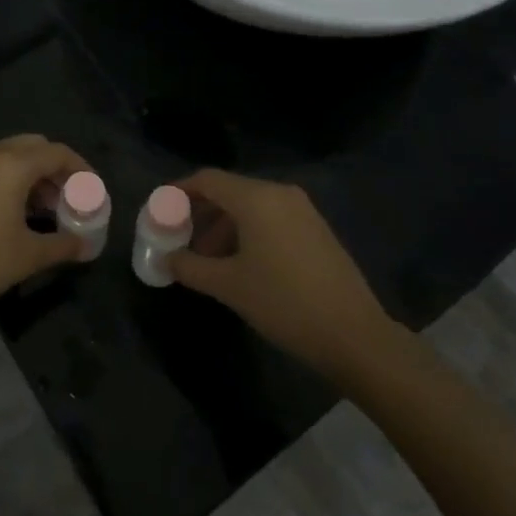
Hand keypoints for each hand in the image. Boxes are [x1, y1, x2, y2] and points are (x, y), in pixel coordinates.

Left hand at [0, 135, 92, 339]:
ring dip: (32, 175)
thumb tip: (87, 247)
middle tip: (69, 200)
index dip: (81, 170)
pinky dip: (9, 181)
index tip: (93, 192)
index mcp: (10, 165)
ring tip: (46, 211)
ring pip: (9, 156)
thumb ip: (63, 245)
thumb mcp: (27, 256)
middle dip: (56, 169)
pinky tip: (14, 215)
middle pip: (33, 147)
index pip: (56, 153)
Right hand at [170, 169, 403, 380]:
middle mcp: (280, 194)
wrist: (354, 336)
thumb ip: (190, 267)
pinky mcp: (316, 229)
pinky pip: (271, 218)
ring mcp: (302, 210)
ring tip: (208, 260)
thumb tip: (166, 259)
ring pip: (251, 207)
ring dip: (224, 227)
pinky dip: (249, 232)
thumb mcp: (228, 286)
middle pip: (229, 191)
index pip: (207, 179)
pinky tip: (241, 264)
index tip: (160, 209)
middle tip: (180, 239)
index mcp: (256, 198)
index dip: (179, 191)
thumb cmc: (284, 303)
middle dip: (201, 214)